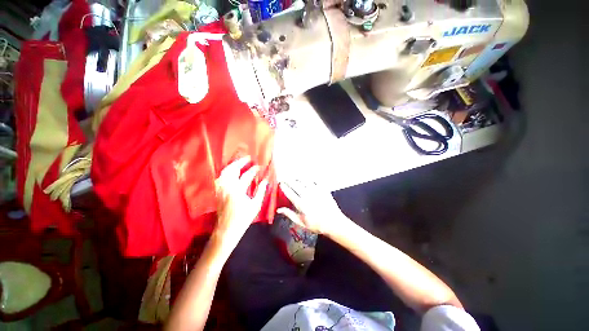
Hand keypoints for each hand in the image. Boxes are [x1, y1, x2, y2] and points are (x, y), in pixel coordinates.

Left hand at [214, 157, 267, 249]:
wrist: (226, 229)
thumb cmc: (243, 218)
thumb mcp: (255, 205)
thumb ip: (260, 191)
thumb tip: (265, 181)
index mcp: (238, 190)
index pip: (247, 175)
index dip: (254, 170)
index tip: (259, 167)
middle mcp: (227, 187)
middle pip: (232, 169)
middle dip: (240, 162)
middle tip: (247, 158)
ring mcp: (220, 189)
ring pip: (224, 172)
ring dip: (232, 166)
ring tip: (240, 163)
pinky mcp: (218, 192)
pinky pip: (221, 178)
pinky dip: (227, 172)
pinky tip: (231, 172)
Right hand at [277, 180, 343, 234]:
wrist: (333, 223)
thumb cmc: (316, 224)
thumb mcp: (301, 222)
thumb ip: (290, 214)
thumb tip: (279, 210)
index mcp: (301, 204)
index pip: (289, 193)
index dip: (284, 187)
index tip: (280, 183)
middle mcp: (307, 195)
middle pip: (295, 184)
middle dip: (288, 180)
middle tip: (285, 178)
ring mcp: (315, 191)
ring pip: (304, 180)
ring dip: (298, 178)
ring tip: (295, 178)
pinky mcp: (323, 189)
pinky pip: (315, 180)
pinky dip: (310, 178)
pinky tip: (308, 178)